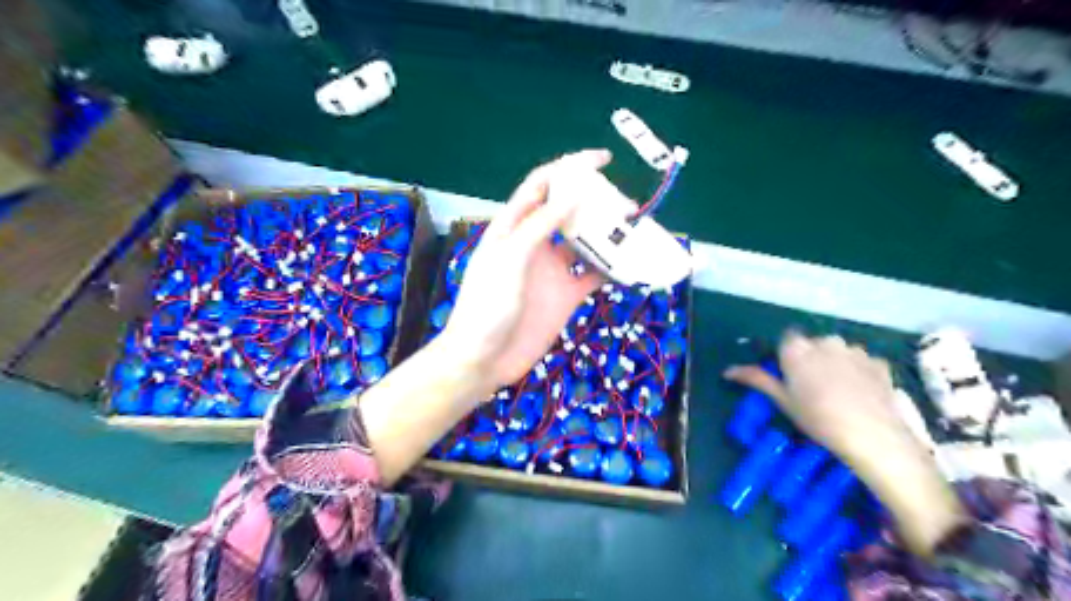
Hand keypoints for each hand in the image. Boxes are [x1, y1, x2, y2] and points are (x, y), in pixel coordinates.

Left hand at [438, 151, 610, 389]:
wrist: (484, 359)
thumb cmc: (488, 305)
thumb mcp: (510, 258)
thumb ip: (541, 226)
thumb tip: (574, 193)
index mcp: (513, 227)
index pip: (542, 186)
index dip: (568, 167)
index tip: (602, 160)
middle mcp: (535, 244)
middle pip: (568, 211)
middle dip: (594, 201)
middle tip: (626, 201)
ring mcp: (552, 270)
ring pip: (584, 242)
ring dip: (607, 233)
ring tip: (635, 227)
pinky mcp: (566, 295)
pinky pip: (593, 276)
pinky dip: (612, 268)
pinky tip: (631, 263)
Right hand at [723, 332, 967, 556]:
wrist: (873, 436)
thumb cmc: (818, 418)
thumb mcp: (782, 401)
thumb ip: (757, 379)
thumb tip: (727, 370)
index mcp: (797, 348)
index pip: (787, 339)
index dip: (788, 355)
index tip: (790, 375)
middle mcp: (825, 341)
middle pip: (813, 344)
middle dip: (812, 359)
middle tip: (812, 387)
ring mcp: (855, 350)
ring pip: (838, 352)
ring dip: (835, 364)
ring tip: (839, 393)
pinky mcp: (879, 362)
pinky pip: (862, 362)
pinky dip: (858, 372)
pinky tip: (860, 395)